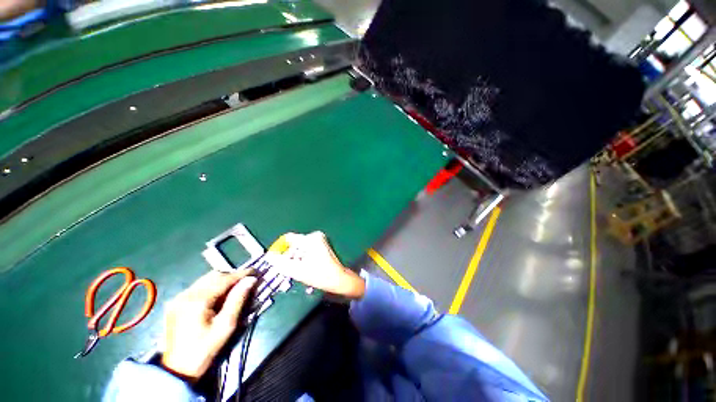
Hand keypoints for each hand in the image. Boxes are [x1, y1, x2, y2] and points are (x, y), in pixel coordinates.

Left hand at [161, 270, 256, 381]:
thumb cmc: (205, 349)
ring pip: (205, 280)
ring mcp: (178, 298)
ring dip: (222, 281)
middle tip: (246, 282)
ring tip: (234, 289)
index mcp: (198, 300)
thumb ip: (238, 300)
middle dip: (232, 276)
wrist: (176, 370)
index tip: (256, 272)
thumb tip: (250, 280)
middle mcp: (186, 294)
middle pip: (214, 275)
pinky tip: (218, 297)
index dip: (242, 274)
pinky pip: (198, 287)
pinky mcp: (175, 303)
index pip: (225, 279)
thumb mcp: (226, 326)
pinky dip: (211, 287)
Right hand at [275, 231, 365, 299]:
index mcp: (310, 239)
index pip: (288, 238)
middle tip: (286, 269)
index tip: (274, 259)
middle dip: (288, 256)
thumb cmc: (320, 275)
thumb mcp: (297, 271)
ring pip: (300, 248)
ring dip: (295, 258)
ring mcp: (320, 240)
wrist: (339, 280)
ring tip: (295, 270)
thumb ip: (281, 263)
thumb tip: (269, 256)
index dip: (279, 248)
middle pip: (294, 244)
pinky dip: (302, 257)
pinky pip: (306, 249)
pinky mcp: (322, 245)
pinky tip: (303, 268)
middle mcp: (315, 236)